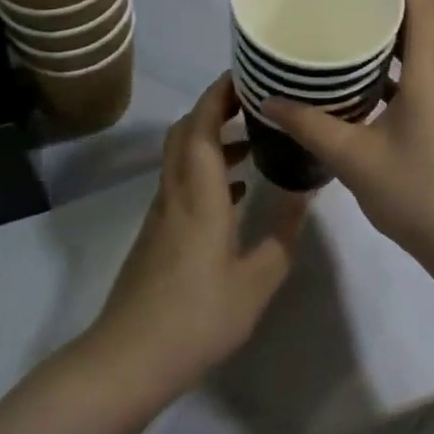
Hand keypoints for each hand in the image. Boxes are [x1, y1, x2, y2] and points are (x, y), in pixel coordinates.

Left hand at [84, 74, 309, 400]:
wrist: (130, 359)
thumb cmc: (197, 317)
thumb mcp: (256, 282)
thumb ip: (282, 236)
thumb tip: (303, 197)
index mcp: (198, 193)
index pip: (201, 124)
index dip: (219, 93)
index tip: (245, 74)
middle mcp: (176, 191)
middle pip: (185, 131)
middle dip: (214, 107)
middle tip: (253, 99)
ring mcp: (162, 212)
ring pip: (182, 156)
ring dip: (211, 138)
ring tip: (253, 140)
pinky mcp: (157, 232)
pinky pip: (182, 181)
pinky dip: (206, 169)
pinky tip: (237, 190)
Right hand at [262, 0, 433, 277]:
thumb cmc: (420, 195)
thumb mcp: (355, 160)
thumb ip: (311, 126)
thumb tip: (270, 101)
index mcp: (430, 73)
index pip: (422, 2)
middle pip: (422, 20)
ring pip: (422, 50)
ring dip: (390, 35)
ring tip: (345, 30)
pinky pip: (422, 77)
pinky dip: (394, 68)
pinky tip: (362, 85)